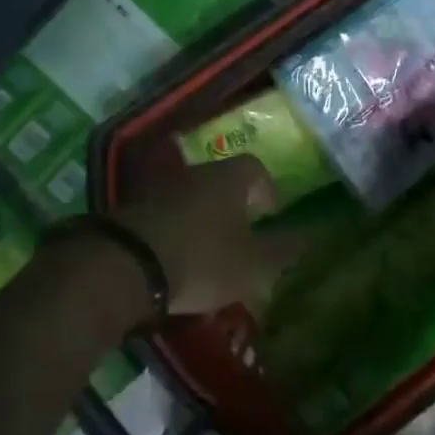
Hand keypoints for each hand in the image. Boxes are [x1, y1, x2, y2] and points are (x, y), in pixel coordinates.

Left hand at [113, 156, 307, 314]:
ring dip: (203, 220)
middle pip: (222, 182)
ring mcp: (160, 188)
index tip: (271, 216)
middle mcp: (195, 173)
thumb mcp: (252, 265)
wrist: (125, 265)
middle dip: (235, 207)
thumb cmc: (202, 258)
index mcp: (229, 177)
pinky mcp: (132, 210)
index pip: (256, 169)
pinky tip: (176, 260)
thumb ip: (282, 252)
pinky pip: (166, 216)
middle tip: (243, 237)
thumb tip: (310, 238)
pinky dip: (176, 232)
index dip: (267, 190)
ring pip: (192, 199)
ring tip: (210, 254)